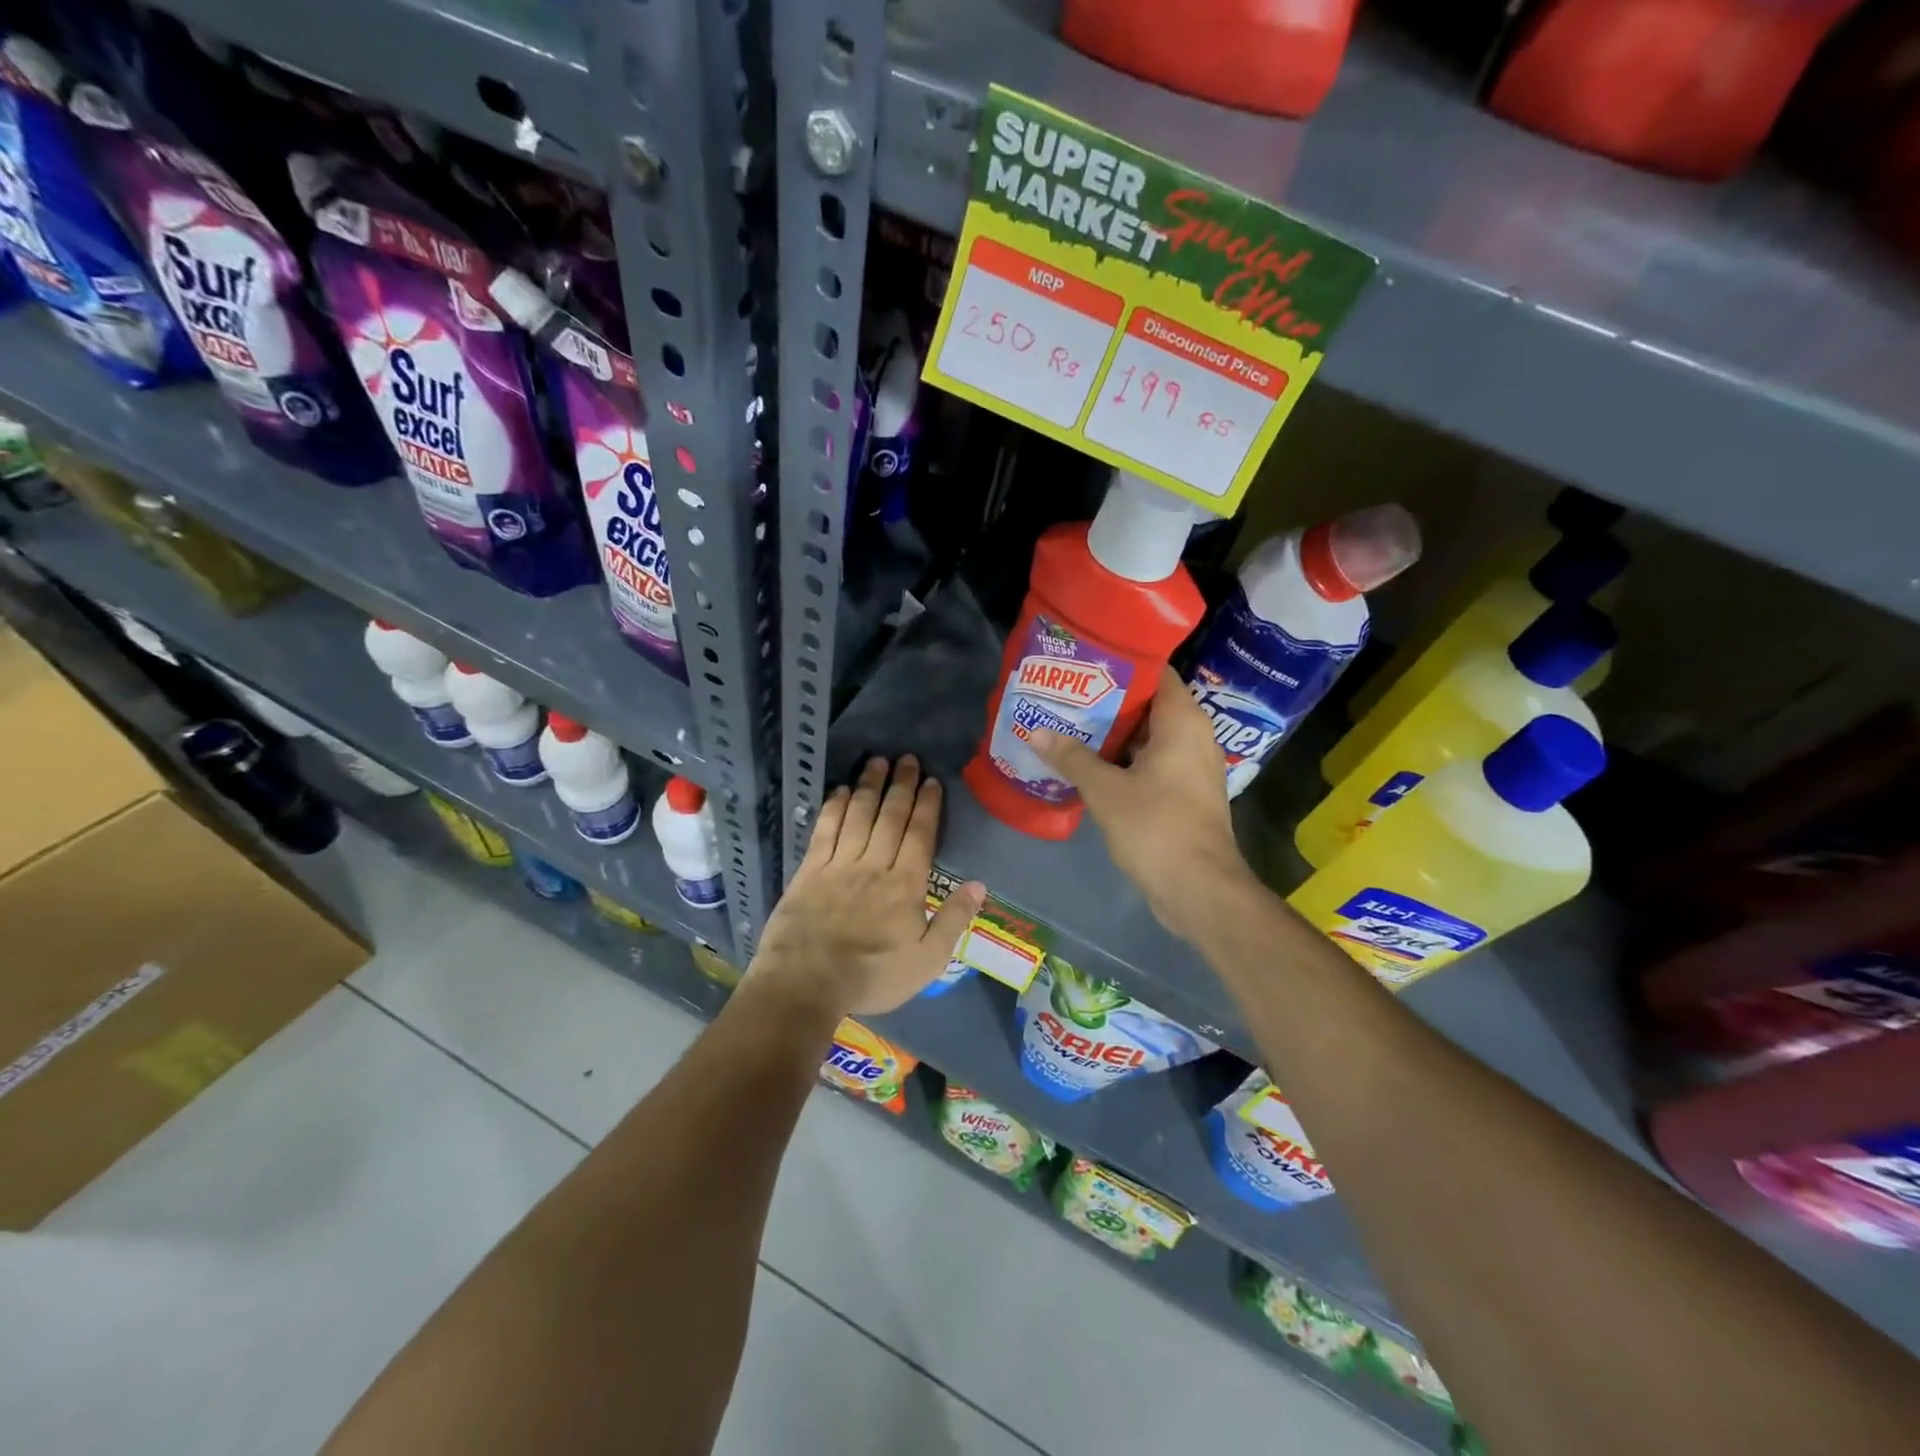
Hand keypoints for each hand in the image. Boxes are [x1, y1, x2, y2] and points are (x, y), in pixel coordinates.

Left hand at [751, 755, 984, 1019]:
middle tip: (907, 759)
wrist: (806, 983)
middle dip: (901, 785)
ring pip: (858, 816)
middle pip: (890, 817)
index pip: (920, 834)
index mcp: (905, 885)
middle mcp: (874, 865)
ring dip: (869, 786)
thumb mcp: (927, 960)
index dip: (927, 805)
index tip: (931, 780)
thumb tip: (980, 884)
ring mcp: (838, 865)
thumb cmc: (872, 976)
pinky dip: (833, 808)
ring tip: (877, 762)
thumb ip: (954, 920)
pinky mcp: (809, 871)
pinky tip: (839, 791)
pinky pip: (824, 831)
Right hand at [1030, 667, 1257, 944]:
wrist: (1198, 889)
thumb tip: (1036, 732)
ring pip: (1146, 737)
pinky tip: (1086, 764)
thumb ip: (1072, 757)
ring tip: (1068, 724)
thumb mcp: (1106, 790)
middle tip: (1066, 694)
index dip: (1121, 665)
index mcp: (1182, 722)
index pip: (1156, 673)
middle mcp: (1193, 737)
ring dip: (1111, 734)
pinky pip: (1150, 763)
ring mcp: (1190, 767)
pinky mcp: (1183, 794)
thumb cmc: (1156, 827)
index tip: (1085, 663)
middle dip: (1107, 701)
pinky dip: (1122, 760)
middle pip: (1148, 705)